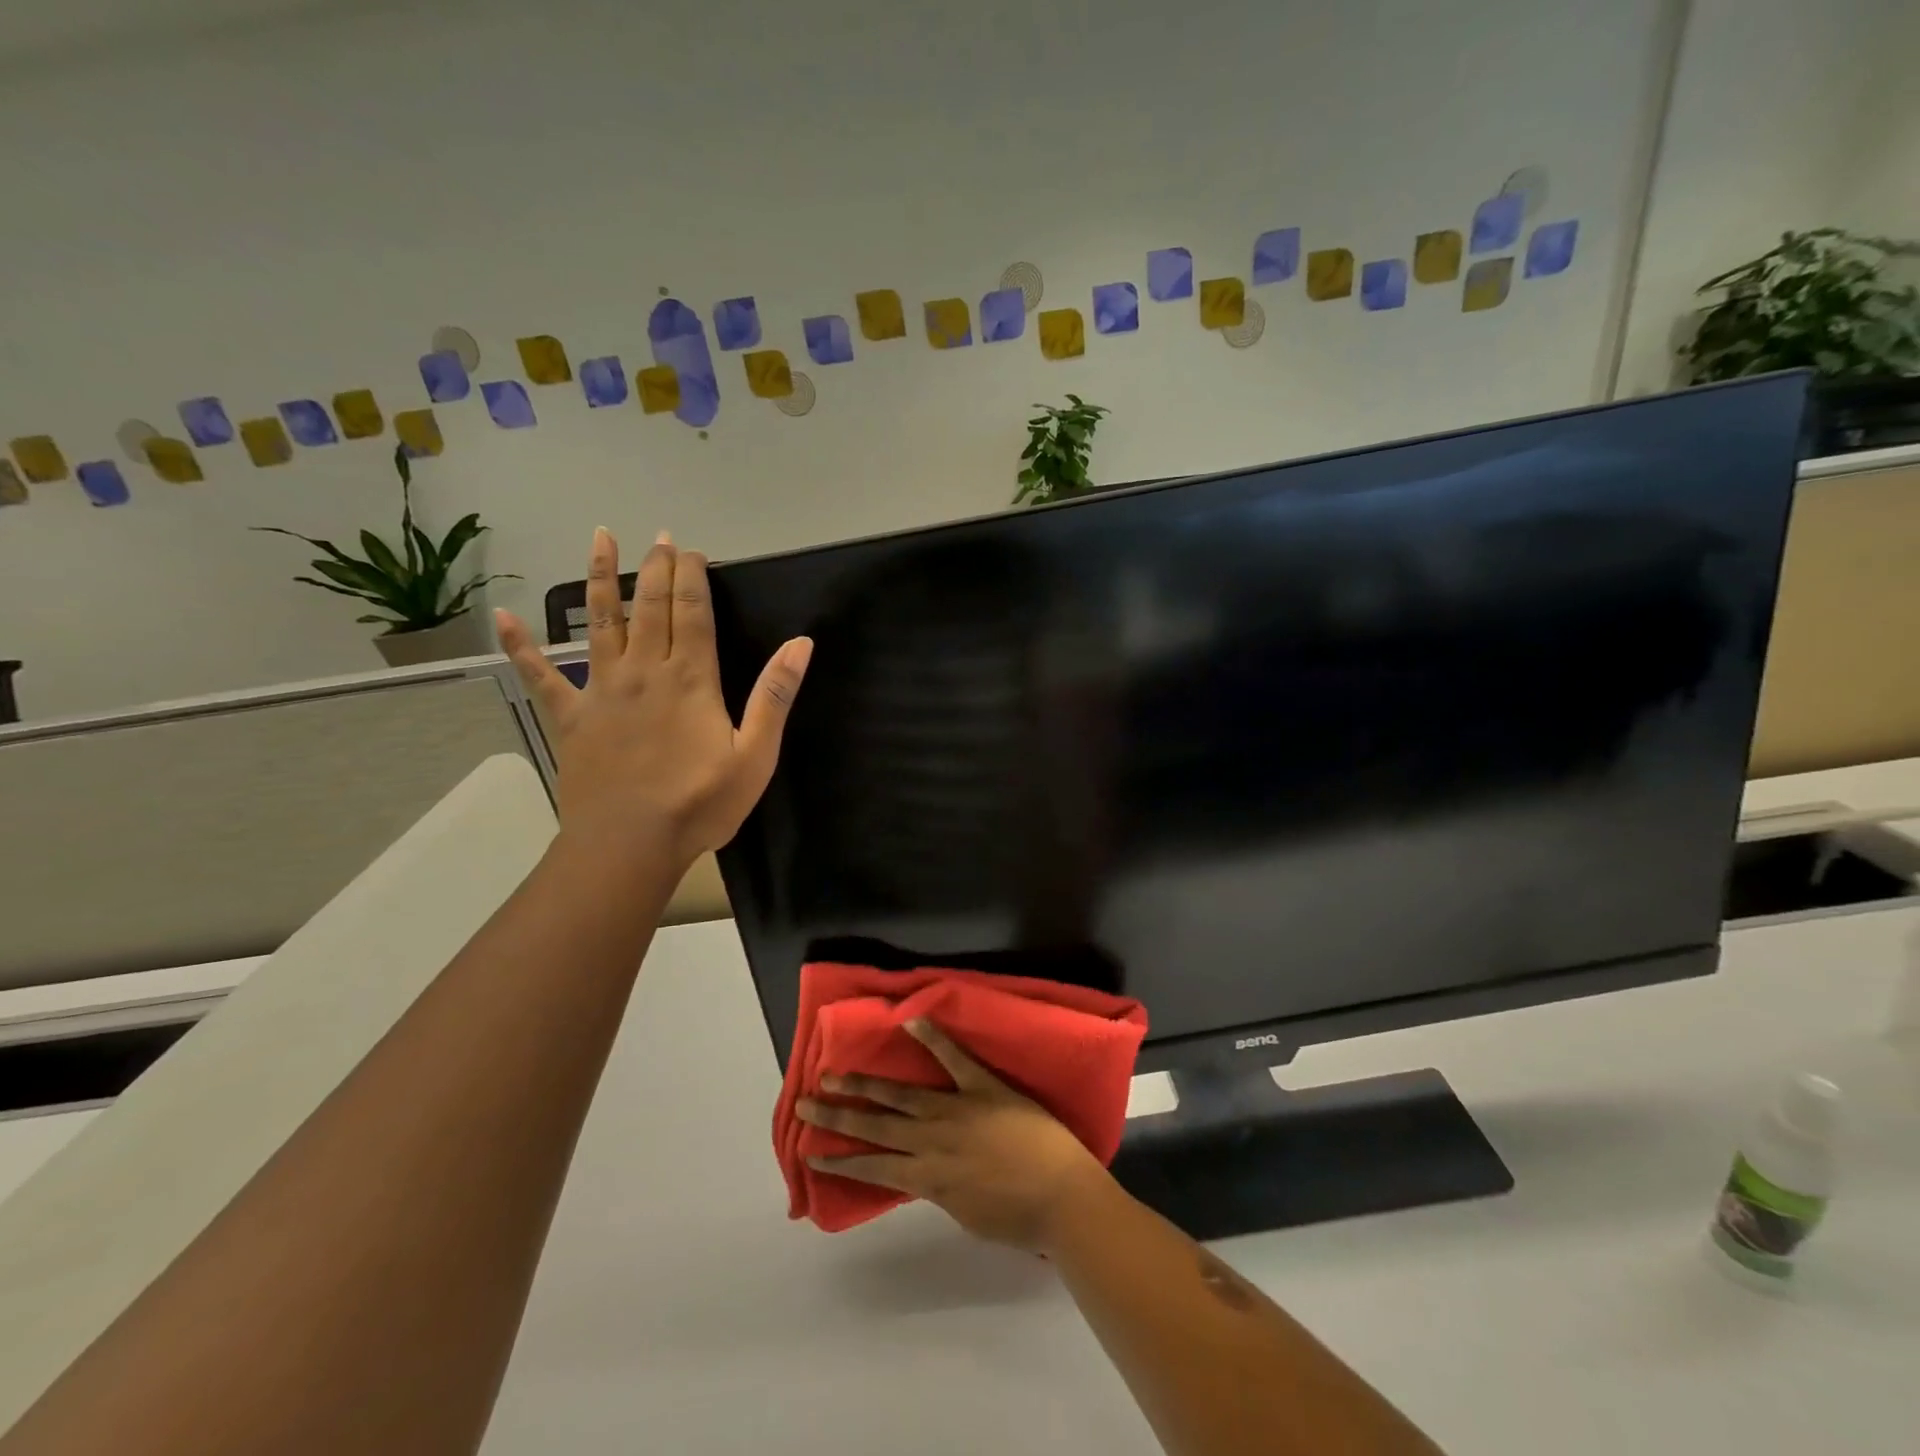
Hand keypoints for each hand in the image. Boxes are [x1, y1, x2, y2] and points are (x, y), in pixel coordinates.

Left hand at [494, 527, 811, 868]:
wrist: (629, 845)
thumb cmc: (700, 804)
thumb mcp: (756, 755)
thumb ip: (775, 696)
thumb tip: (801, 644)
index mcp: (690, 679)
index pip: (693, 612)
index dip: (693, 577)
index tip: (693, 550)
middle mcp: (644, 671)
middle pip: (650, 606)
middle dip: (657, 568)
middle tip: (660, 537)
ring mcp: (602, 691)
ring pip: (601, 622)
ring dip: (601, 578)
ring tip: (601, 538)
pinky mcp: (572, 717)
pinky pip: (542, 676)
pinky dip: (522, 646)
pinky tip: (503, 618)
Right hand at [797, 1018, 1115, 1253]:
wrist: (1062, 1195)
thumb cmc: (1018, 1217)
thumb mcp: (966, 1213)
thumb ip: (940, 1189)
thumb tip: (922, 1173)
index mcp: (928, 1178)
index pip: (874, 1168)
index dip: (841, 1161)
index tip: (811, 1152)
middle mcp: (931, 1141)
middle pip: (875, 1127)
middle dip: (837, 1117)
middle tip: (804, 1104)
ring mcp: (955, 1109)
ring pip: (900, 1094)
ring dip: (864, 1084)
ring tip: (833, 1074)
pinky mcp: (982, 1086)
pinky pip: (954, 1058)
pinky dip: (933, 1037)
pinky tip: (911, 1019)